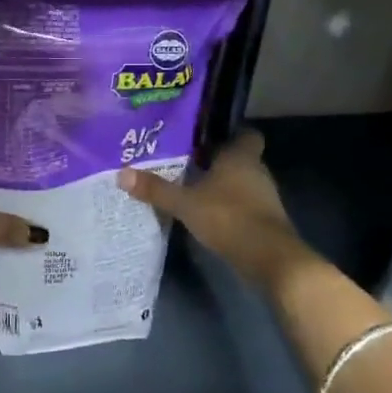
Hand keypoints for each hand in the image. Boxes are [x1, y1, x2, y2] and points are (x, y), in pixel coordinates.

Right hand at [118, 130, 313, 293]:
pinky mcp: (267, 222)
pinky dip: (231, 208)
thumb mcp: (185, 203)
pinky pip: (246, 206)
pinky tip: (209, 215)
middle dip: (219, 162)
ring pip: (244, 183)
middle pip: (241, 159)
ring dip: (225, 187)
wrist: (270, 259)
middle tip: (190, 162)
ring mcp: (265, 198)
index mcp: (241, 157)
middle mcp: (257, 172)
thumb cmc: (229, 217)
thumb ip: (156, 189)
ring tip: (194, 189)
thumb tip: (122, 173)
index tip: (208, 137)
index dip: (231, 134)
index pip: (246, 134)